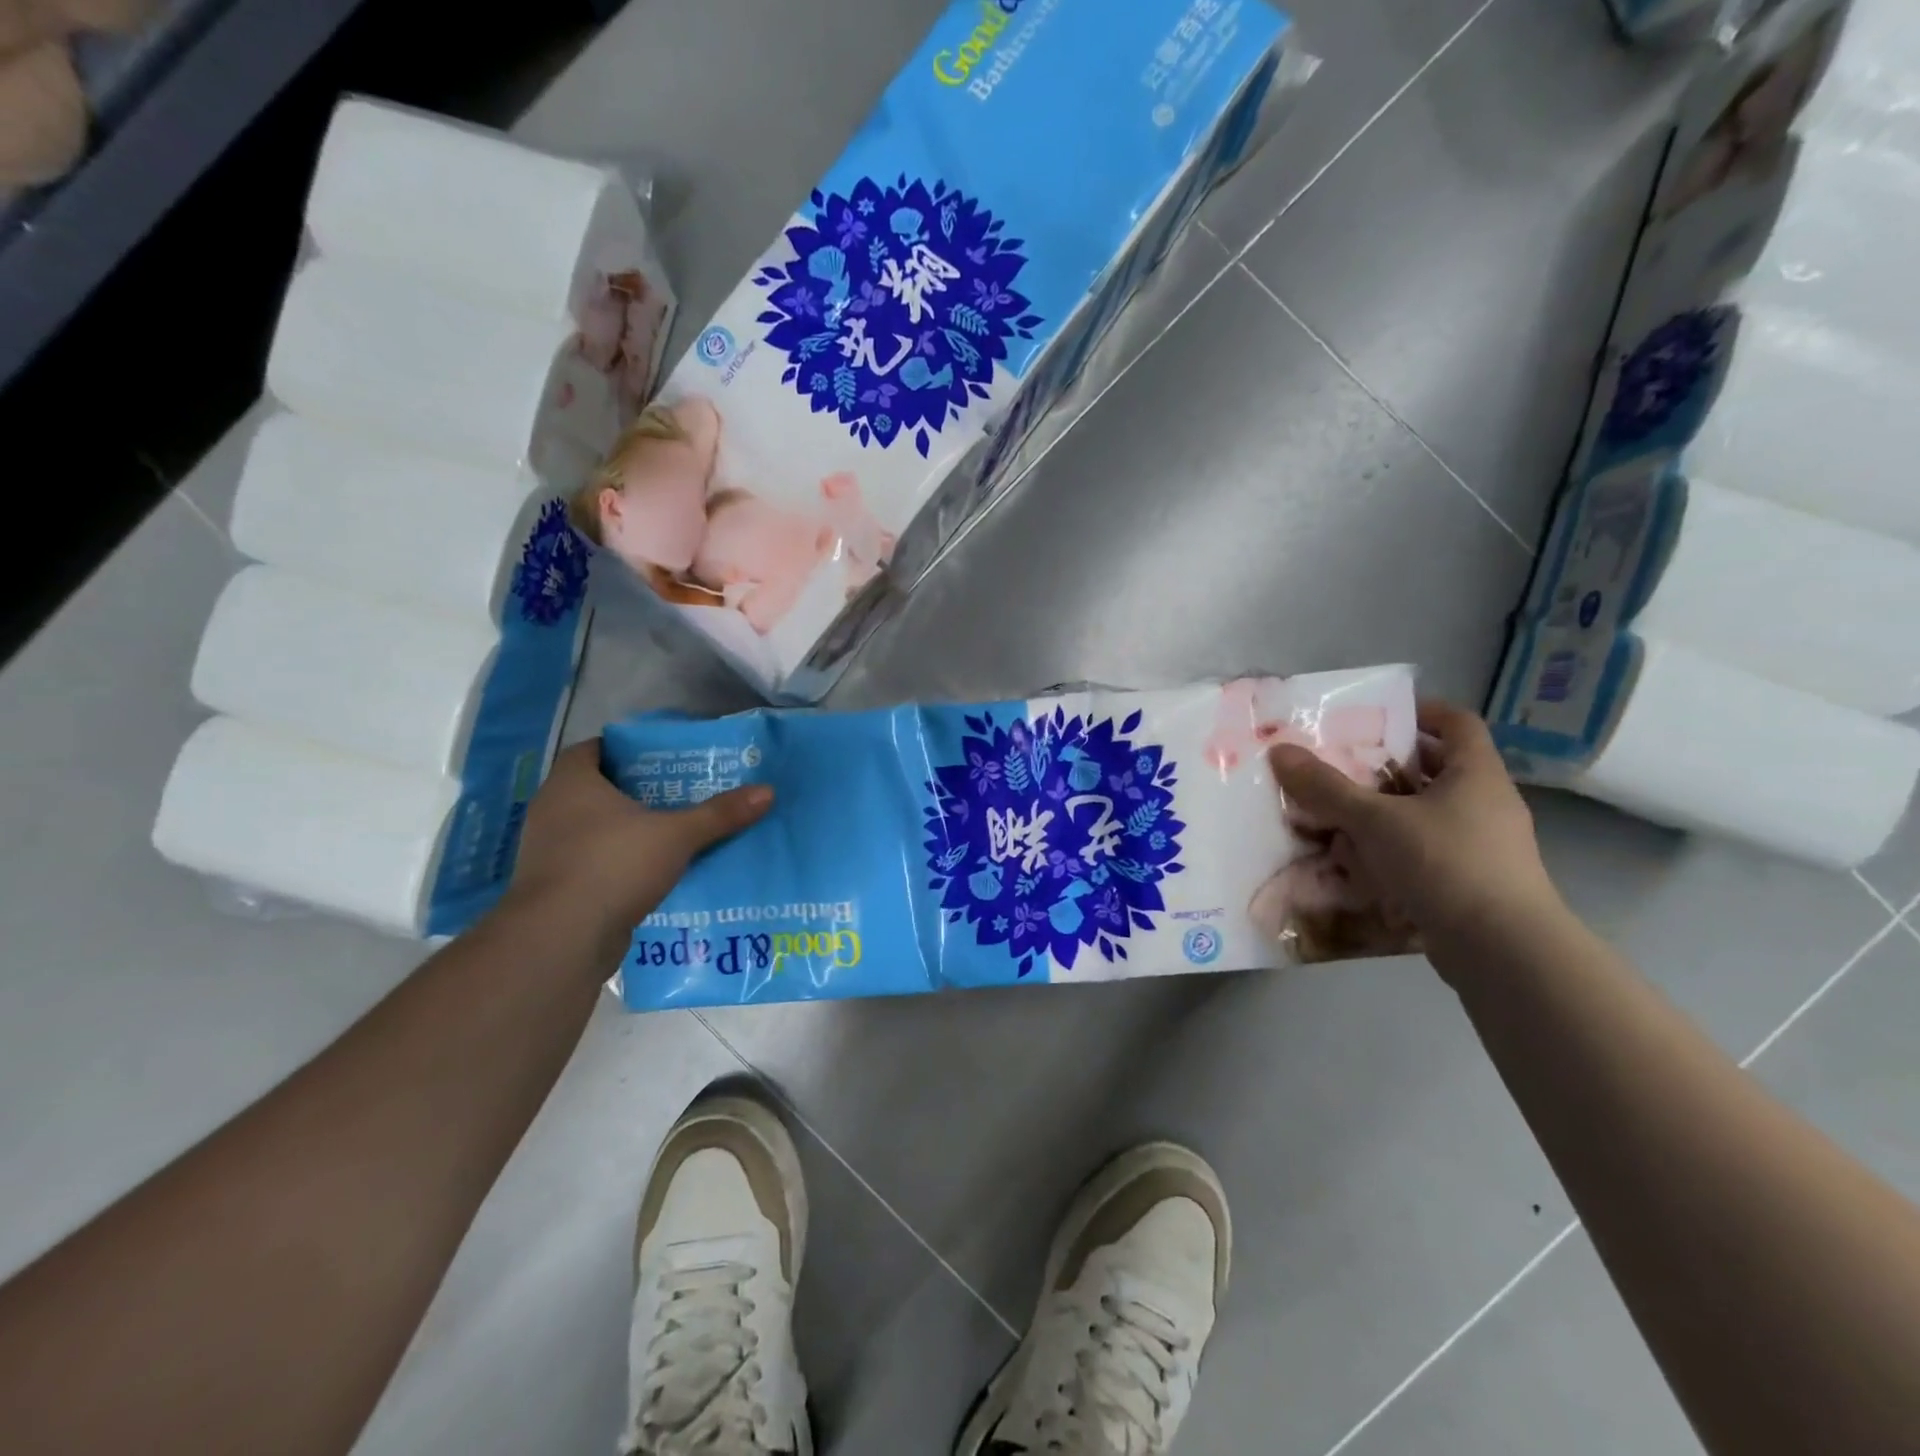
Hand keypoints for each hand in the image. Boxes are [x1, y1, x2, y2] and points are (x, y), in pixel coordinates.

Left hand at [503, 740, 771, 943]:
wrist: (560, 940)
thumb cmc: (613, 866)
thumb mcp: (677, 835)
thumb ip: (720, 813)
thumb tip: (768, 791)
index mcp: (571, 784)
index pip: (591, 749)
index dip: (624, 749)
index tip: (662, 758)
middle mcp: (552, 811)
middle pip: (597, 789)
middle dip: (636, 791)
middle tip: (680, 792)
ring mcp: (549, 852)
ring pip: (595, 829)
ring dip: (628, 830)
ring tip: (674, 831)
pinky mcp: (556, 888)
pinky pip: (593, 863)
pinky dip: (619, 863)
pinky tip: (654, 872)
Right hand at [1268, 700, 1560, 944]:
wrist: (1505, 951)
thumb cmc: (1446, 864)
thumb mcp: (1376, 820)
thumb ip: (1326, 788)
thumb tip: (1280, 751)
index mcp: (1477, 774)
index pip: (1457, 722)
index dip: (1421, 711)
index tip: (1378, 716)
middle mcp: (1487, 803)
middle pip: (1437, 769)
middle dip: (1388, 766)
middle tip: (1342, 766)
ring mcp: (1485, 846)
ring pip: (1429, 814)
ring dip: (1387, 812)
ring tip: (1339, 815)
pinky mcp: (1474, 882)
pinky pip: (1429, 852)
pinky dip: (1396, 851)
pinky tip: (1359, 863)